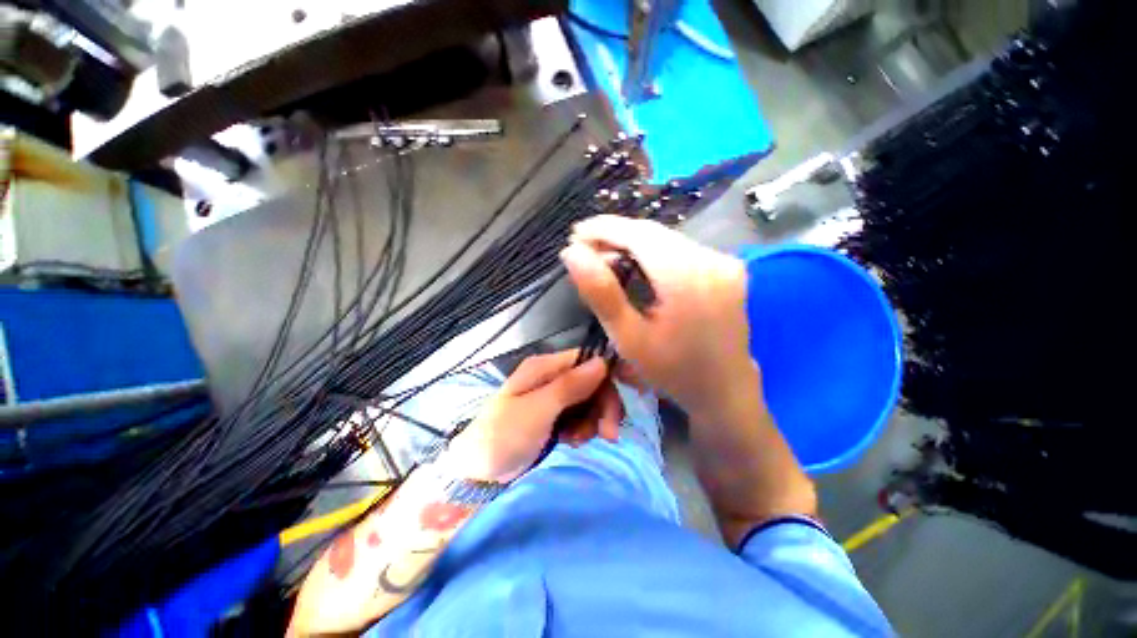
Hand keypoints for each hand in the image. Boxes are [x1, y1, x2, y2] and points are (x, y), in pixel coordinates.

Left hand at [445, 350, 621, 481]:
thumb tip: (603, 361)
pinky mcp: (553, 416)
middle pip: (591, 382)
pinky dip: (582, 429)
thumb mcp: (538, 410)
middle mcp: (551, 377)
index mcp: (545, 367)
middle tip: (607, 435)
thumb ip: (570, 386)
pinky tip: (571, 441)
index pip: (587, 361)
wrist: (477, 472)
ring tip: (577, 440)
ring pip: (588, 401)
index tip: (619, 405)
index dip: (607, 378)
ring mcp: (552, 397)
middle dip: (602, 406)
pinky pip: (579, 416)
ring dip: (592, 421)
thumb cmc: (504, 435)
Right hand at [561, 215, 759, 423]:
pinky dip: (652, 252)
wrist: (725, 390)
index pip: (639, 235)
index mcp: (687, 277)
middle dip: (615, 235)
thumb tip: (572, 253)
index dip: (604, 229)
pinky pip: (680, 250)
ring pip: (666, 239)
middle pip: (653, 233)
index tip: (574, 235)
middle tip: (584, 248)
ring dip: (632, 243)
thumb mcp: (629, 337)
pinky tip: (634, 264)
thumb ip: (600, 293)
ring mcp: (723, 262)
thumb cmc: (672, 371)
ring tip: (603, 256)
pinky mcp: (725, 268)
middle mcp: (711, 260)